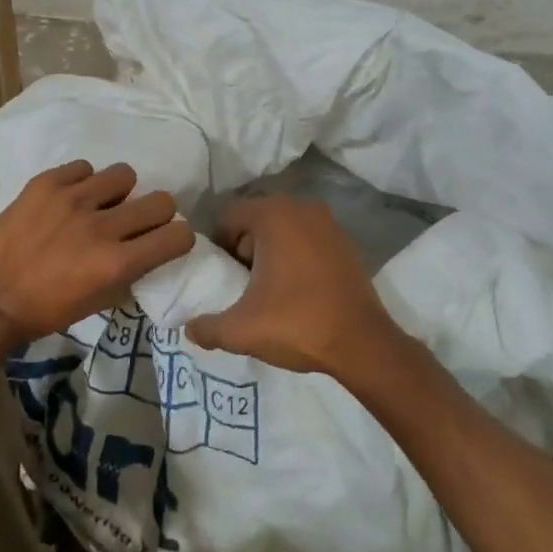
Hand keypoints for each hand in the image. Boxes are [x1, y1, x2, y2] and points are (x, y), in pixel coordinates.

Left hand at [0, 160, 195, 340]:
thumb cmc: (46, 311)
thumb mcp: (99, 302)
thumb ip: (129, 273)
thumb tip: (148, 249)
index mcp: (117, 264)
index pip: (178, 235)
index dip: (179, 237)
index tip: (167, 239)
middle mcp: (102, 227)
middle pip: (161, 200)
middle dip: (156, 212)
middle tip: (136, 220)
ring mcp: (73, 200)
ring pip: (124, 174)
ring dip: (118, 192)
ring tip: (99, 203)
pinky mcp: (46, 184)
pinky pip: (83, 167)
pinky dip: (81, 182)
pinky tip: (68, 199)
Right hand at [183, 195, 405, 380]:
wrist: (363, 343)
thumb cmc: (297, 323)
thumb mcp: (241, 330)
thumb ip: (206, 328)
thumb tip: (189, 328)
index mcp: (273, 215)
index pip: (228, 215)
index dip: (218, 245)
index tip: (222, 275)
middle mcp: (301, 208)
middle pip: (256, 219)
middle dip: (245, 247)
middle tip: (243, 284)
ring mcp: (328, 222)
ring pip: (284, 228)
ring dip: (272, 251)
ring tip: (270, 289)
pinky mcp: (346, 242)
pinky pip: (308, 239)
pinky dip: (297, 255)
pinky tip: (298, 289)